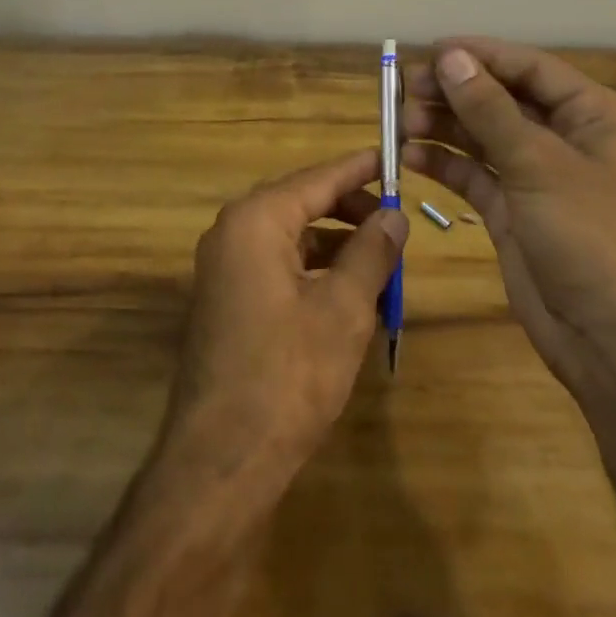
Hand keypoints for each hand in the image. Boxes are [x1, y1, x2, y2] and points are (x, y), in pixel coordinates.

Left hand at [163, 150, 406, 479]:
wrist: (221, 459)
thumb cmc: (289, 374)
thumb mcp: (344, 309)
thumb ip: (371, 253)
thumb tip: (394, 216)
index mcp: (256, 220)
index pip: (316, 179)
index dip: (358, 170)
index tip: (391, 157)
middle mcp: (232, 231)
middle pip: (301, 202)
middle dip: (349, 210)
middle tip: (394, 220)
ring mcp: (224, 267)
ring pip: (291, 237)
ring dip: (335, 244)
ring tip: (381, 260)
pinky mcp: (226, 299)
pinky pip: (276, 265)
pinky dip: (313, 270)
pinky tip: (347, 293)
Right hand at [401, 38, 615, 382]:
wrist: (613, 341)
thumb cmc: (590, 237)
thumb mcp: (538, 164)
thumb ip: (489, 108)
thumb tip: (450, 57)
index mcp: (592, 116)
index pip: (529, 68)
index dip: (480, 55)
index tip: (430, 50)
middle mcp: (565, 138)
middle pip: (500, 99)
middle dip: (454, 91)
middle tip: (405, 87)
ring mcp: (536, 175)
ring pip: (481, 134)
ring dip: (442, 125)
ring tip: (400, 122)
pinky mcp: (512, 209)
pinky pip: (472, 172)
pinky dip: (443, 162)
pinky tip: (410, 156)